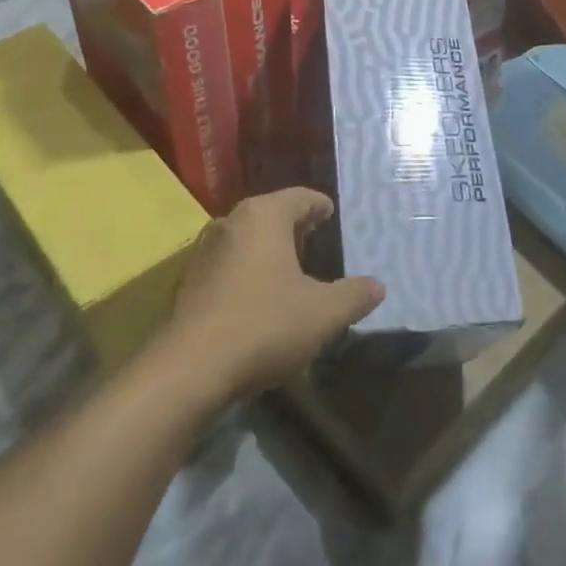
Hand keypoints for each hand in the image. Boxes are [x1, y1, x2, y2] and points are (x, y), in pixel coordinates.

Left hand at [160, 188, 383, 404]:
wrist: (190, 369)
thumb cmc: (265, 325)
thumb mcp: (324, 313)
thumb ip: (354, 296)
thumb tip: (377, 286)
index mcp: (263, 217)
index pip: (298, 197)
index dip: (318, 205)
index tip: (330, 213)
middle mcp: (230, 224)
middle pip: (268, 214)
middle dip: (293, 226)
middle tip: (314, 238)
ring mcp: (203, 253)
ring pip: (245, 239)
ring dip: (267, 249)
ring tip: (289, 268)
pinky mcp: (188, 284)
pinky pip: (227, 265)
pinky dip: (247, 271)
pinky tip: (258, 297)